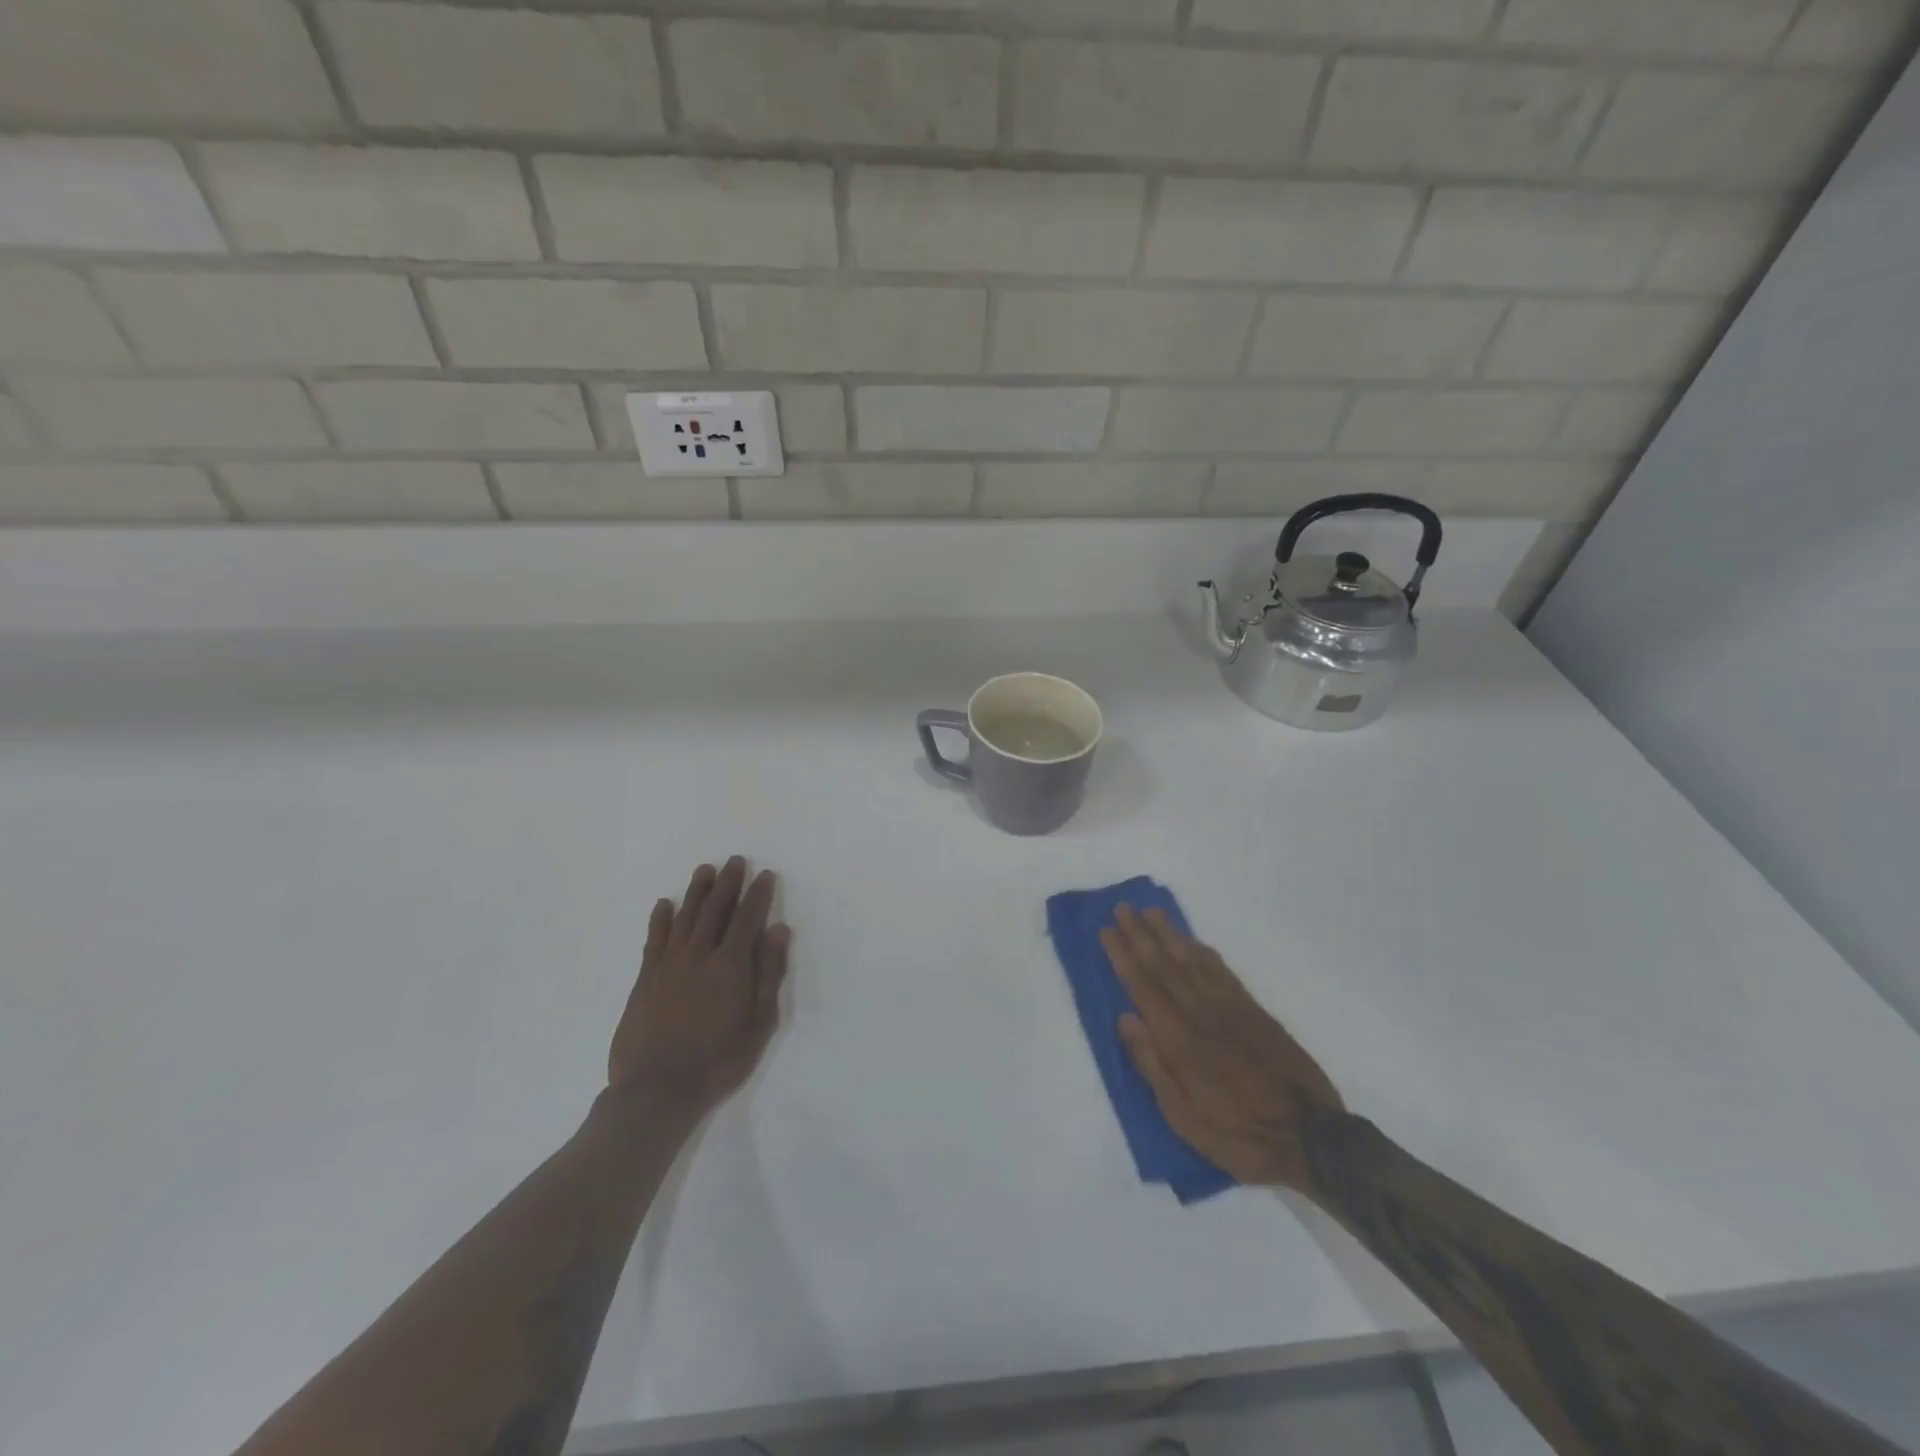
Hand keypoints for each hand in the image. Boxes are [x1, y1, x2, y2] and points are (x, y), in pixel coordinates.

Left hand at [608, 857, 790, 1119]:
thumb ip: (769, 973)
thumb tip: (778, 929)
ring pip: (684, 917)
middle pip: (715, 910)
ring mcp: (668, 965)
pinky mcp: (645, 979)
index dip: (758, 894)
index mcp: (730, 965)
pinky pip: (654, 940)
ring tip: (705, 870)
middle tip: (735, 861)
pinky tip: (665, 904)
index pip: (747, 918)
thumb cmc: (718, 1060)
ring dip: (696, 892)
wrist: (657, 1090)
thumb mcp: (759, 1022)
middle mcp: (699, 955)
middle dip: (727, 883)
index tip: (765, 874)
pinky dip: (660, 919)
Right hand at [1102, 903, 1343, 1191]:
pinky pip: (1223, 972)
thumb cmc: (1239, 1135)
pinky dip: (1204, 953)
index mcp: (1180, 1039)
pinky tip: (1194, 942)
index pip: (1143, 986)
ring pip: (1193, 961)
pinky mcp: (1255, 1012)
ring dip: (1170, 935)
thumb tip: (1126, 1019)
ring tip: (1152, 912)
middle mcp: (1202, 1013)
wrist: (1312, 1139)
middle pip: (1165, 965)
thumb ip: (1153, 1065)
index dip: (1123, 956)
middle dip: (1140, 935)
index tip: (1106, 930)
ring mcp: (1231, 1009)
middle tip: (1122, 908)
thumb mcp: (1184, 1117)